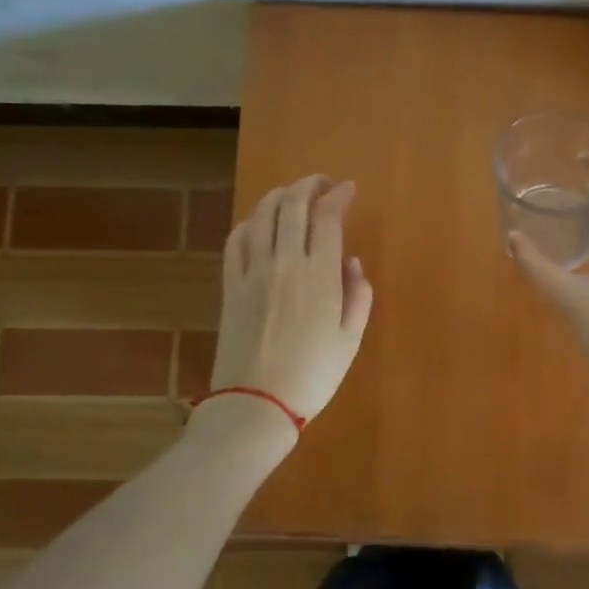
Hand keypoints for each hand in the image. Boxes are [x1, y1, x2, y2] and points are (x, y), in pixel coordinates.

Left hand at [211, 174, 373, 429]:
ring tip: (291, 195)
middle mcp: (285, 262)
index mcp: (320, 274)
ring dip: (278, 196)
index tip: (348, 189)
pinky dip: (249, 223)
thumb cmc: (313, 374)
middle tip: (322, 184)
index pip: (327, 216)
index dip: (338, 195)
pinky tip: (257, 224)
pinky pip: (236, 241)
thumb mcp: (351, 339)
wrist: (256, 404)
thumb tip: (350, 262)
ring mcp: (253, 271)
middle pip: (293, 205)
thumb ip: (358, 294)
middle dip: (309, 185)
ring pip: (262, 215)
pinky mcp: (230, 285)